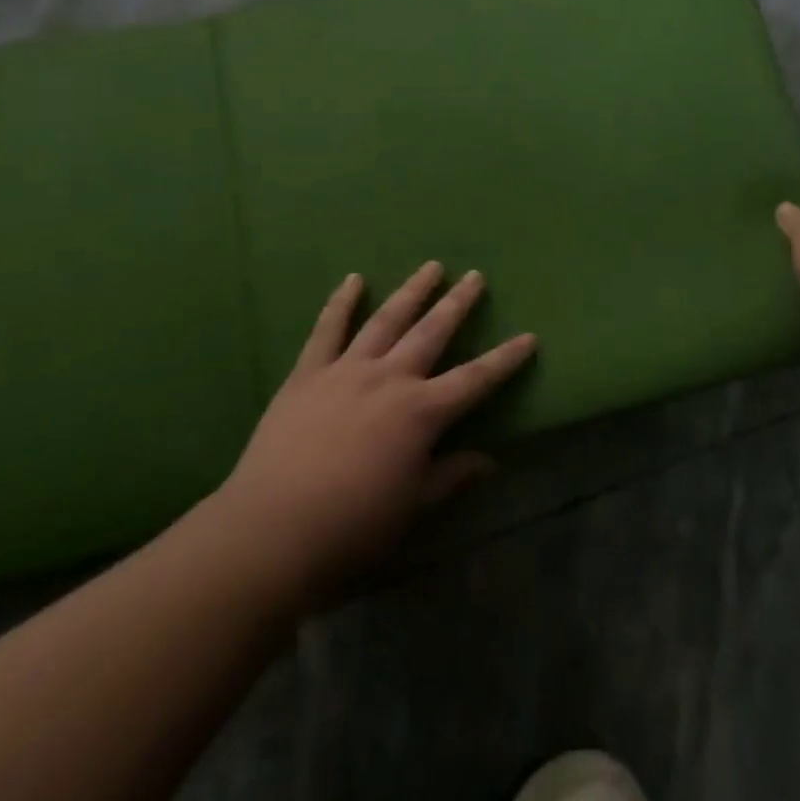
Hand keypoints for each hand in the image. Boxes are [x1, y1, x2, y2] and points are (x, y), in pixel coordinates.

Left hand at [211, 263, 535, 604]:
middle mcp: (390, 379)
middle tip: (475, 276)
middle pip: (432, 332)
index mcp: (421, 413)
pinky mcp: (308, 374)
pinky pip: (327, 329)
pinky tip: (354, 280)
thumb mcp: (412, 509)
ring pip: (387, 319)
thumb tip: (490, 461)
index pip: (475, 379)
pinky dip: (341, 302)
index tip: (529, 337)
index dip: (505, 359)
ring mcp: (346, 370)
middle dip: (458, 304)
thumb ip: (451, 477)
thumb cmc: (351, 529)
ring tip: (431, 267)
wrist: (270, 533)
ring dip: (412, 291)